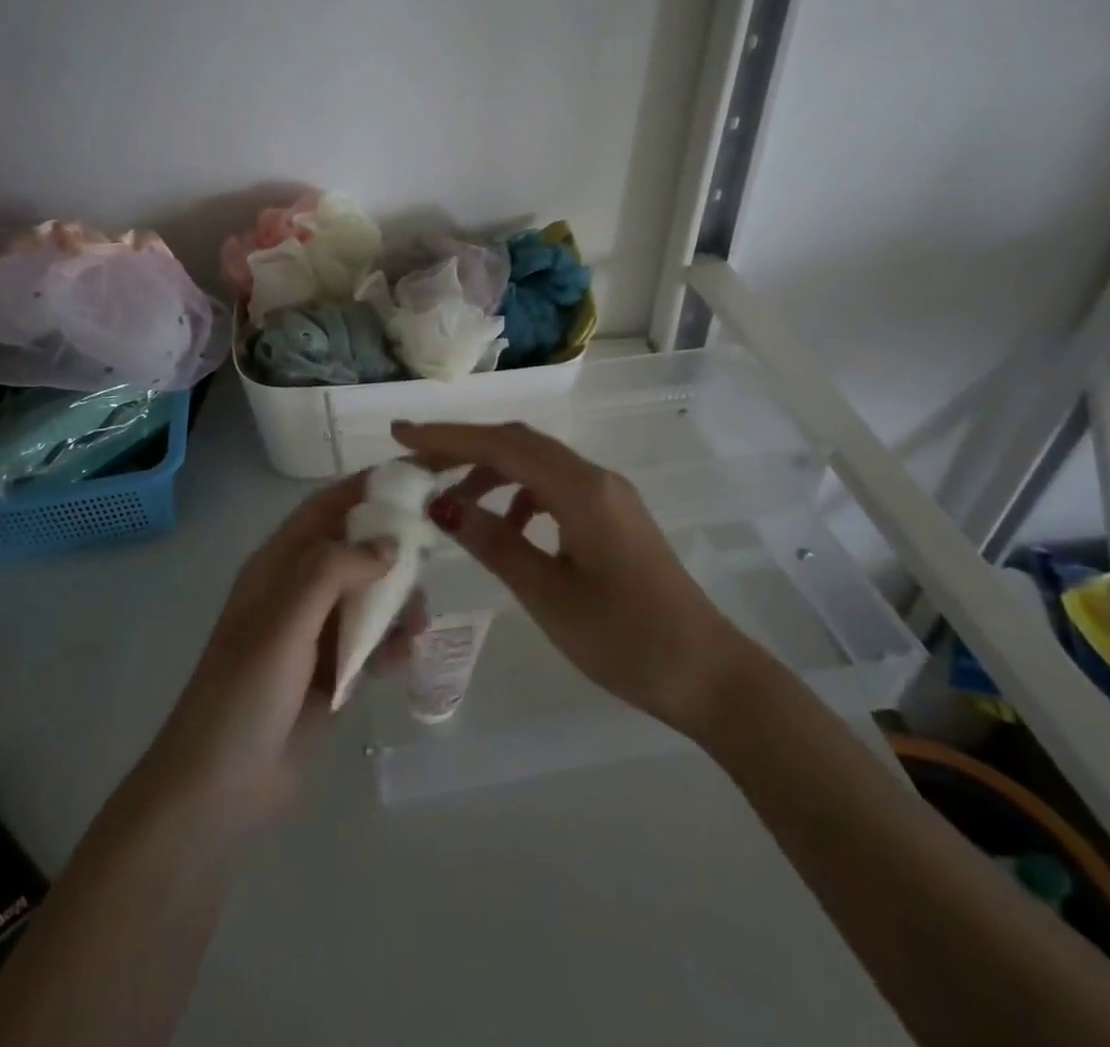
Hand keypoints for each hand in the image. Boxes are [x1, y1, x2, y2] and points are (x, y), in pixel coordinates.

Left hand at [135, 474, 427, 836]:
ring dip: (398, 603)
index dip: (366, 487)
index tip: (416, 477)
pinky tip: (404, 659)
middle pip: (355, 549)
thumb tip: (389, 545)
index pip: (326, 508)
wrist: (219, 789)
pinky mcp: (332, 674)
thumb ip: (334, 570)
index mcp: (278, 565)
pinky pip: (373, 644)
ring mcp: (316, 634)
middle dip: (393, 550)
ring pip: (370, 597)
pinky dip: (392, 644)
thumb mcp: (284, 620)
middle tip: (433, 557)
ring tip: (417, 624)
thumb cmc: (245, 691)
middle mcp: (298, 591)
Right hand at [392, 421, 757, 736]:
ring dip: (490, 472)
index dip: (447, 437)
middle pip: (518, 443)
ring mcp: (609, 495)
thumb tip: (440, 505)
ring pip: (537, 463)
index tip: (400, 435)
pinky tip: (505, 528)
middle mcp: (596, 478)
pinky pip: (555, 487)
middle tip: (415, 466)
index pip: (501, 445)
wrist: (709, 675)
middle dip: (463, 448)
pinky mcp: (614, 516)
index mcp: (581, 490)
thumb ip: (494, 542)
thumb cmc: (626, 639)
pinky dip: (519, 496)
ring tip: (451, 505)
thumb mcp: (547, 594)